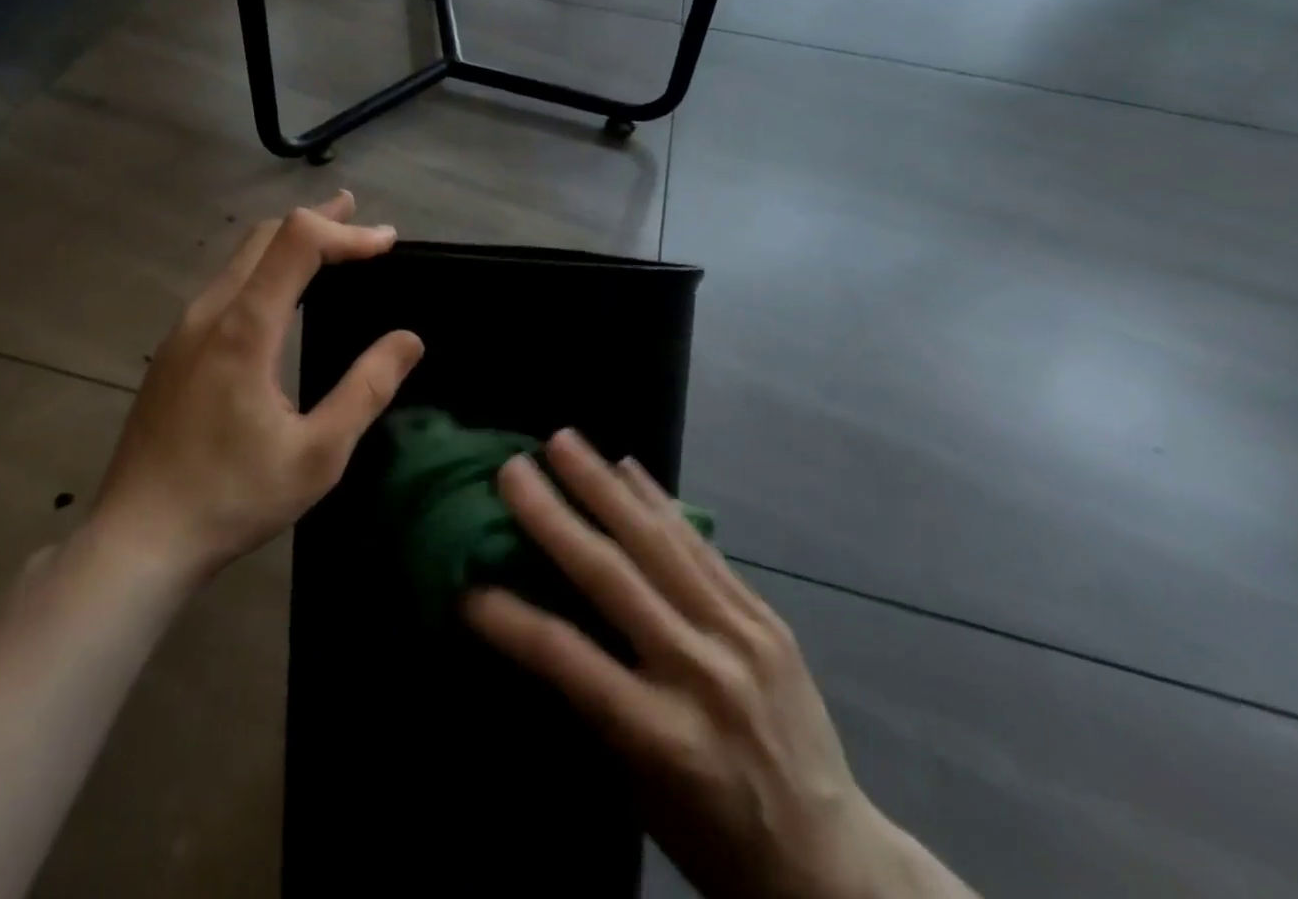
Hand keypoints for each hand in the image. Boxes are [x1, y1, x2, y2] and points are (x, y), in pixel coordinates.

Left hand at [91, 191, 422, 580]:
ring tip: (331, 245)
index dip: (346, 232)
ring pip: (240, 258)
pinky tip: (282, 294)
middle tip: (362, 222)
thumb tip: (409, 339)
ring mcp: (183, 329)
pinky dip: (265, 269)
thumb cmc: (232, 498)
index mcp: (244, 329)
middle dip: (319, 221)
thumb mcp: (318, 454)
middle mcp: (209, 313)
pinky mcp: (173, 350)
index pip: (298, 242)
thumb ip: (366, 390)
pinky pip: (225, 285)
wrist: (137, 540)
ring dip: (289, 242)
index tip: (387, 242)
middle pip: (266, 236)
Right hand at [465, 431, 968, 898]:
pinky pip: (701, 547)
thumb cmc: (716, 840)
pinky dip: (660, 502)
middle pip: (612, 578)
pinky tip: (630, 467)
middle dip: (554, 517)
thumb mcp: (641, 792)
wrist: (832, 862)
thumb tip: (540, 627)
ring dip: (604, 485)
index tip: (465, 584)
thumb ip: (595, 706)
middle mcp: (701, 673)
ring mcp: (740, 636)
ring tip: (564, 441)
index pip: (568, 660)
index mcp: (663, 737)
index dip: (510, 619)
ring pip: (658, 543)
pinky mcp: (766, 617)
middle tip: (512, 470)